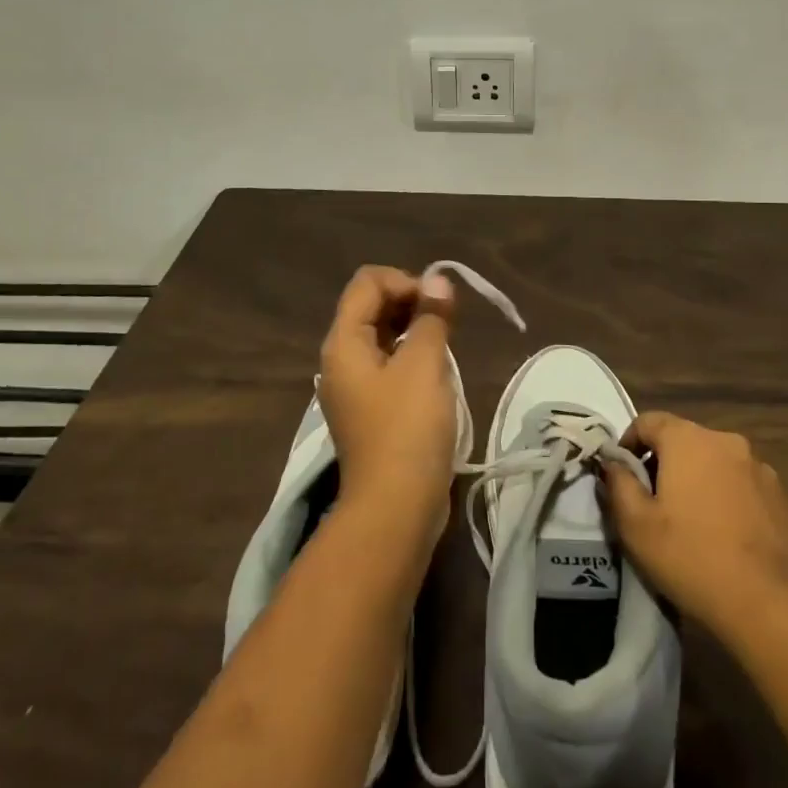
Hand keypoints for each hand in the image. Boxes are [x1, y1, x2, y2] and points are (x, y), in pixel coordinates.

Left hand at [317, 265, 459, 534]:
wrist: (395, 507)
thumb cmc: (407, 428)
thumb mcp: (424, 364)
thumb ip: (431, 317)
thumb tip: (438, 279)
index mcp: (343, 342)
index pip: (367, 282)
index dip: (405, 281)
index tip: (438, 303)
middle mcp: (341, 359)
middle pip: (372, 307)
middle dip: (411, 302)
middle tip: (447, 320)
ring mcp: (354, 386)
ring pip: (382, 336)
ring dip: (414, 329)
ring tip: (445, 343)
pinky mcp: (371, 409)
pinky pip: (388, 364)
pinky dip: (411, 355)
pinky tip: (436, 370)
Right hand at [598, 411, 787, 646]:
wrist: (772, 606)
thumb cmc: (692, 558)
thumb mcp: (636, 526)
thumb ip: (618, 484)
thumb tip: (613, 461)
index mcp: (688, 439)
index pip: (648, 421)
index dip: (629, 443)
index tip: (622, 476)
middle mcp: (725, 441)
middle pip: (683, 439)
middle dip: (663, 463)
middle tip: (652, 503)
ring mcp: (759, 467)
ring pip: (714, 462)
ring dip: (697, 480)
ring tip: (690, 522)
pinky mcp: (781, 496)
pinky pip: (741, 485)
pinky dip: (726, 498)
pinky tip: (724, 536)